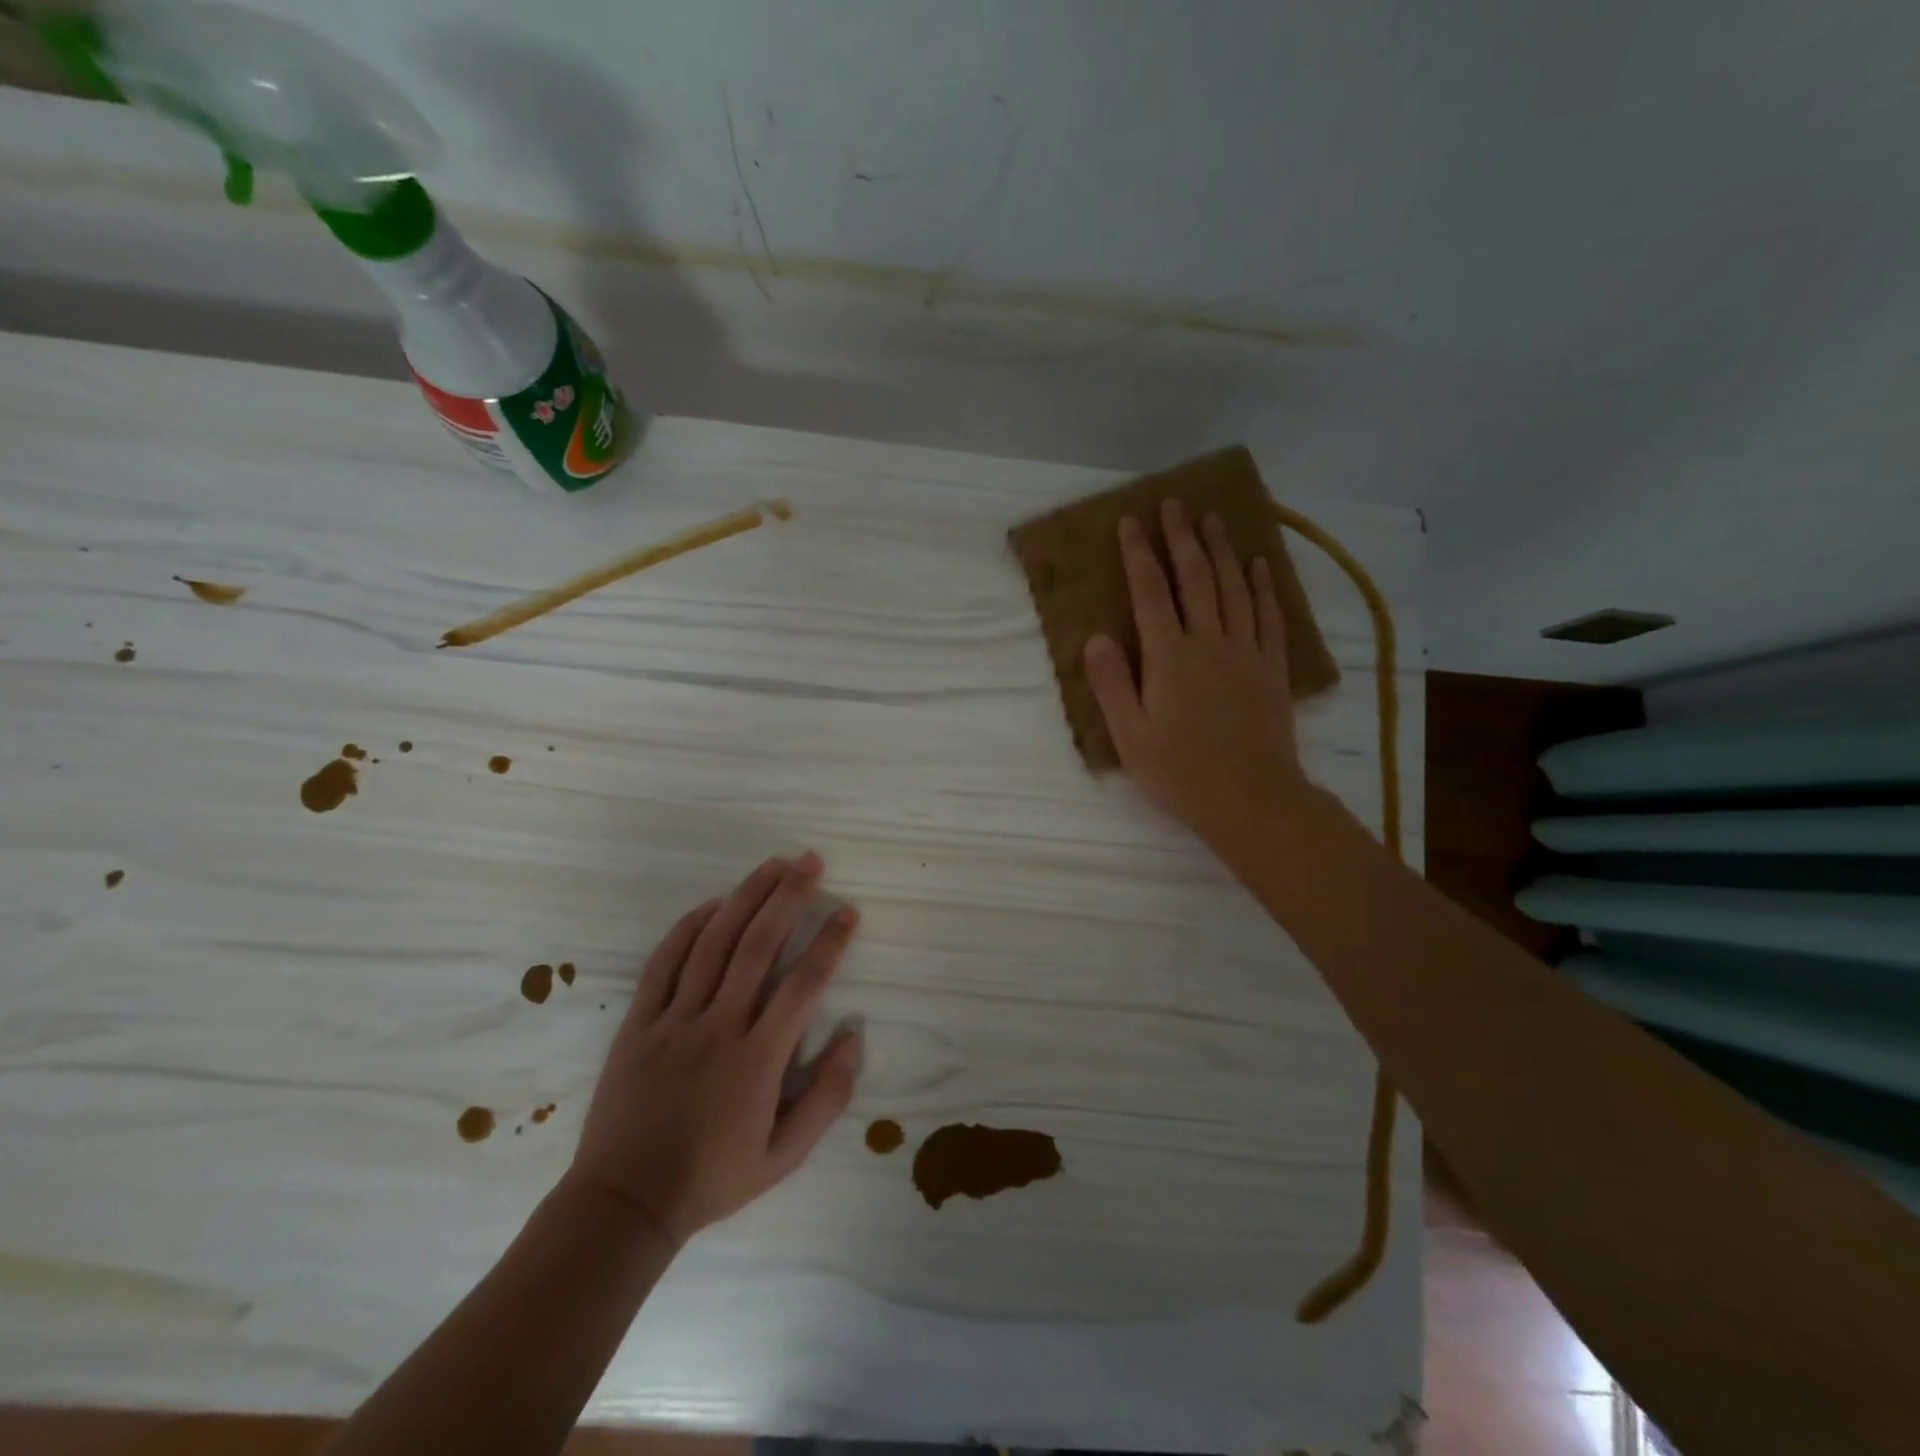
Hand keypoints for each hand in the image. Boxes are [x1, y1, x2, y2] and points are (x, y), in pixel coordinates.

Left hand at [569, 854, 860, 1246]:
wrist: (624, 1203)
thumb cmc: (712, 1178)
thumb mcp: (784, 1157)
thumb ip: (826, 1098)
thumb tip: (852, 1036)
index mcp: (757, 1060)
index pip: (803, 984)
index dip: (829, 942)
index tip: (848, 912)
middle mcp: (718, 1027)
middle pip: (758, 946)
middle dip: (788, 898)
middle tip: (811, 863)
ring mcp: (674, 1021)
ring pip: (713, 943)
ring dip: (745, 898)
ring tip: (772, 866)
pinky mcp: (639, 1023)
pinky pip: (664, 963)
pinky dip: (688, 928)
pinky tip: (712, 904)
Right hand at [1084, 499, 1313, 854]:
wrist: (1253, 799)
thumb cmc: (1182, 773)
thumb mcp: (1130, 736)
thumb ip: (1111, 684)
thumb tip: (1096, 637)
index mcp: (1170, 658)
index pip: (1150, 593)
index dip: (1138, 555)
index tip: (1130, 521)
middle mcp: (1210, 642)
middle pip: (1195, 579)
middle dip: (1181, 538)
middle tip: (1174, 503)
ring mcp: (1246, 652)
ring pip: (1234, 588)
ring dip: (1222, 550)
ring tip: (1213, 519)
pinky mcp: (1272, 669)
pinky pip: (1269, 616)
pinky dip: (1264, 587)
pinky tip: (1259, 565)